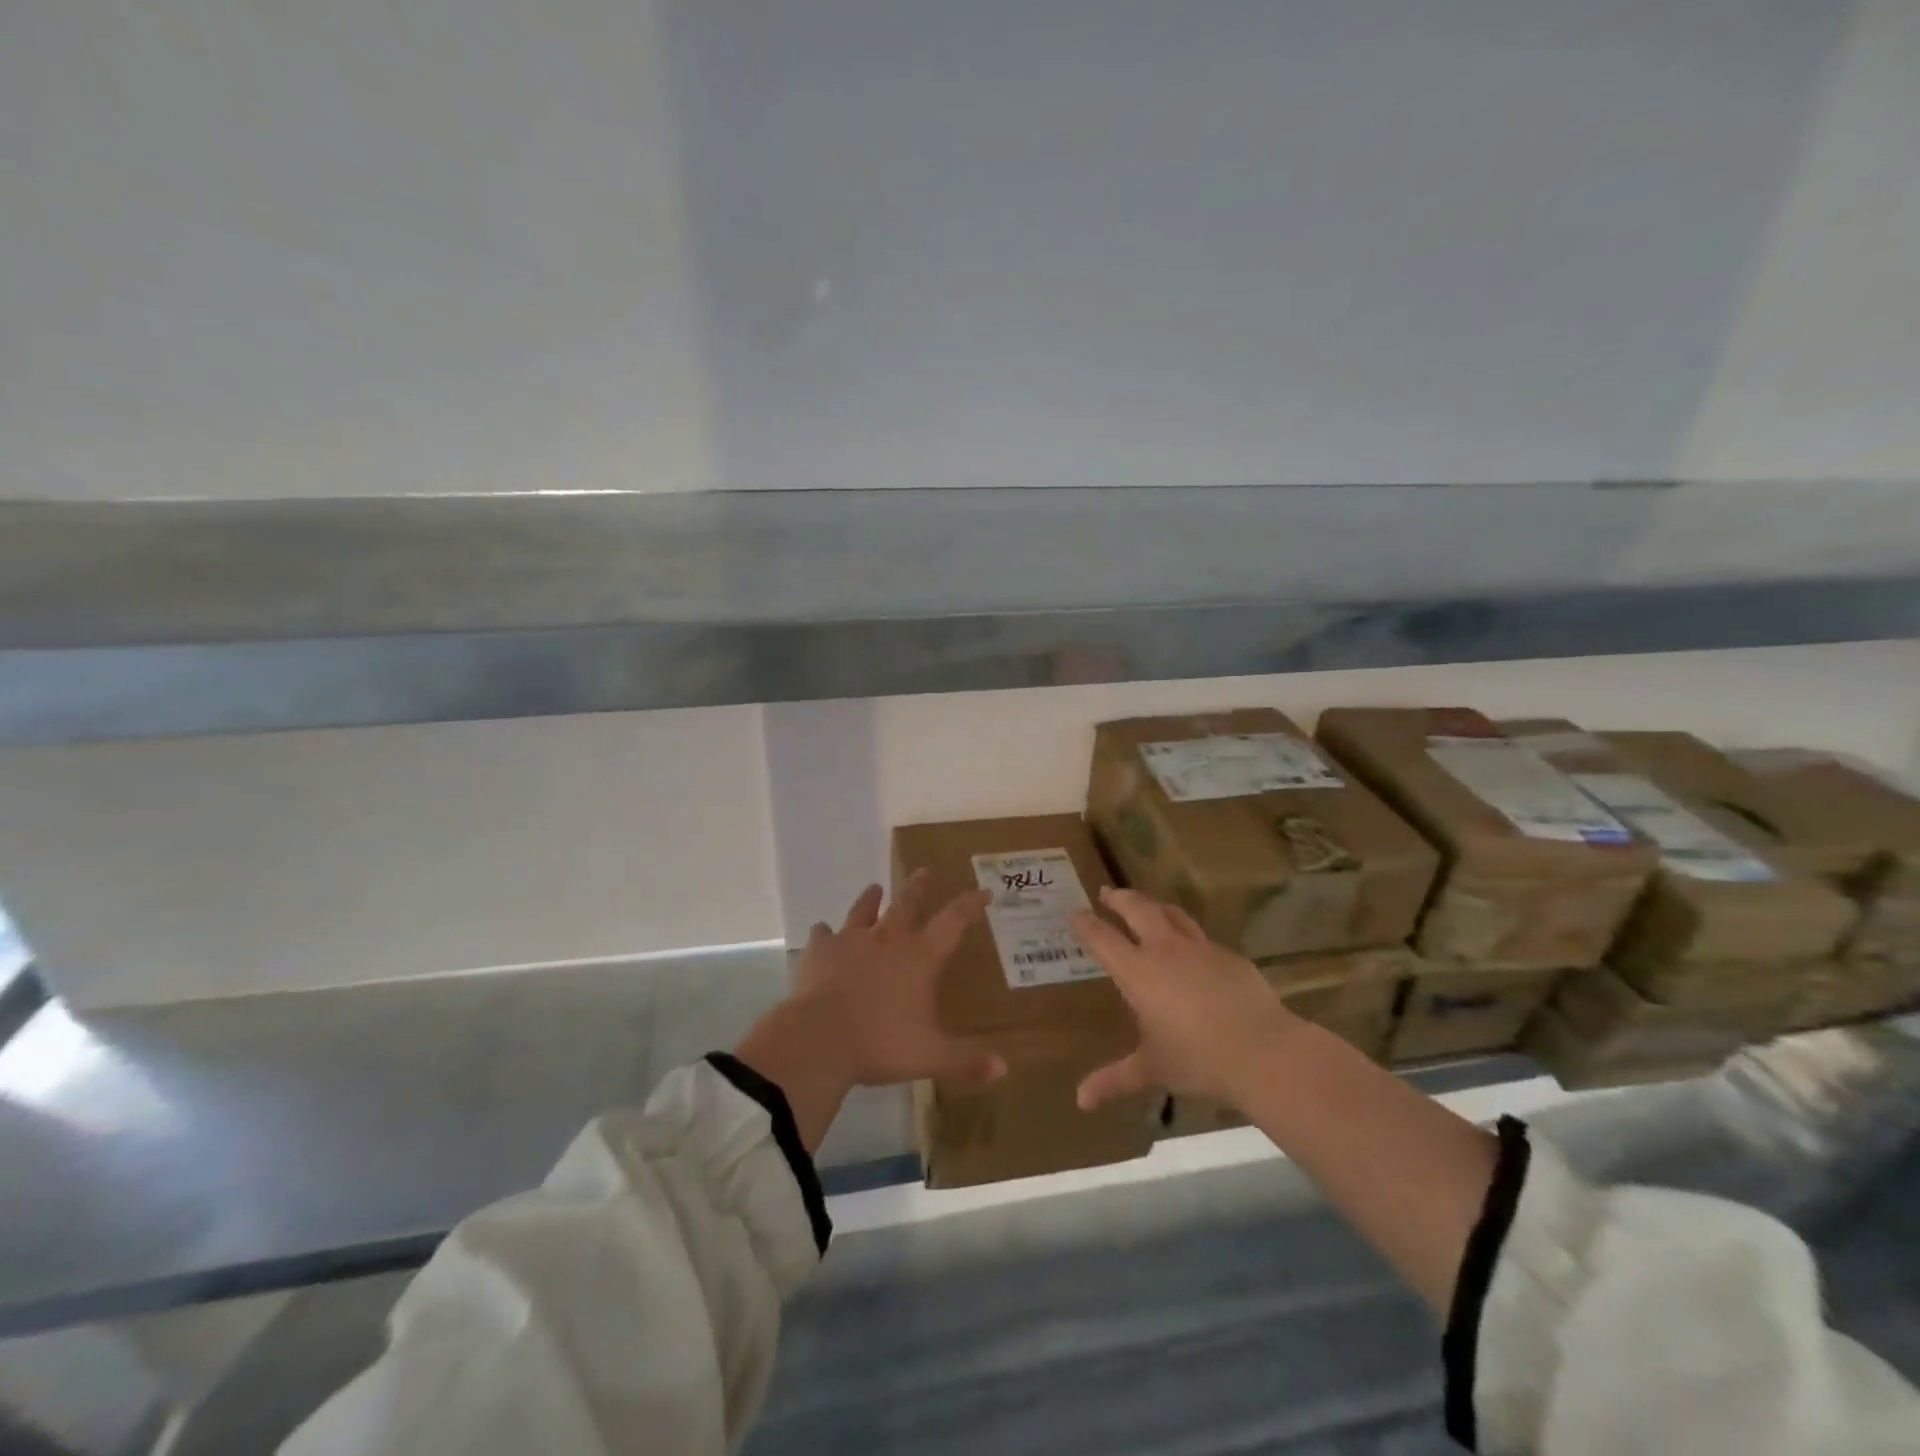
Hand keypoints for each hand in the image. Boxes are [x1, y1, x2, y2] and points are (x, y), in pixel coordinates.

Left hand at [734, 873, 1005, 1150]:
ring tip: (874, 887)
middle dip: (919, 888)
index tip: (982, 891)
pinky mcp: (819, 952)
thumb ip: (966, 1061)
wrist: (819, 1038)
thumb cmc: (880, 1044)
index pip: (953, 921)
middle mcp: (888, 939)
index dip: (969, 905)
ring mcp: (851, 941)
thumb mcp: (930, 1056)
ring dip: (870, 899)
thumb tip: (1004, 1069)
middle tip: (924, 870)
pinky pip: (822, 935)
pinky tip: (822, 932)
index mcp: (920, 957)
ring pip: (864, 911)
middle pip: (907, 904)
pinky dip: (824, 933)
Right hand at [1070, 887, 1299, 1112]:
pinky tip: (1191, 947)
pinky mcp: (1230, 956)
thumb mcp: (1152, 1070)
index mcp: (1138, 971)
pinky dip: (1187, 934)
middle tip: (1107, 893)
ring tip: (1146, 904)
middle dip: (1119, 898)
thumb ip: (1115, 1079)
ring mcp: (1200, 948)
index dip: (1086, 923)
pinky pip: (1202, 937)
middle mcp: (1165, 950)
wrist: (1263, 1052)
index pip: (1103, 938)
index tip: (1074, 912)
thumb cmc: (1198, 1060)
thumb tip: (1081, 1101)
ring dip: (1153, 905)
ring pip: (1171, 914)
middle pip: (1137, 909)